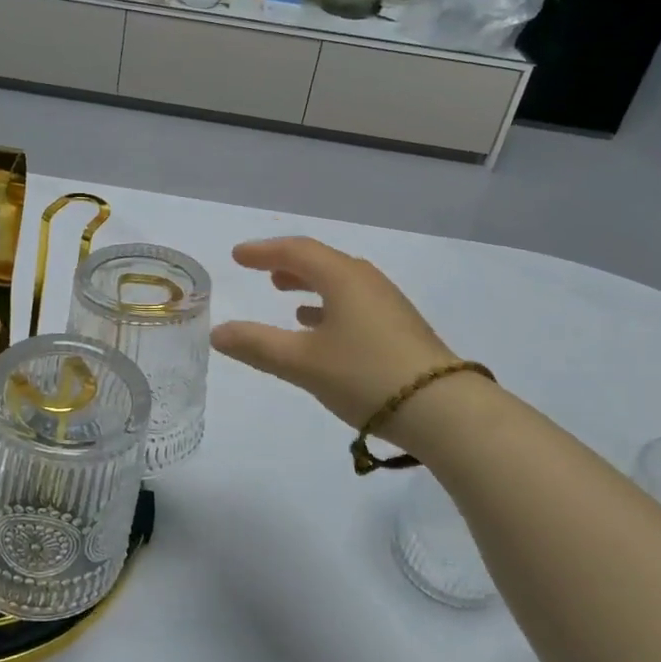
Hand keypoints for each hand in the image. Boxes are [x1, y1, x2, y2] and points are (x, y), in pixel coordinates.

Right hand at [210, 237, 458, 432]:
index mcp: (342, 278)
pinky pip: (355, 303)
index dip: (264, 251)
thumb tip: (218, 332)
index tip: (238, 256)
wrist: (442, 410)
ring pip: (340, 283)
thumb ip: (257, 345)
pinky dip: (330, 307)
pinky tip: (322, 331)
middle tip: (262, 271)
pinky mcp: (400, 329)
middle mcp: (367, 282)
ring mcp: (388, 305)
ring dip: (310, 286)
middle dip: (288, 265)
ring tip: (286, 297)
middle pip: (322, 262)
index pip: (297, 251)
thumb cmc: (365, 375)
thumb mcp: (302, 362)